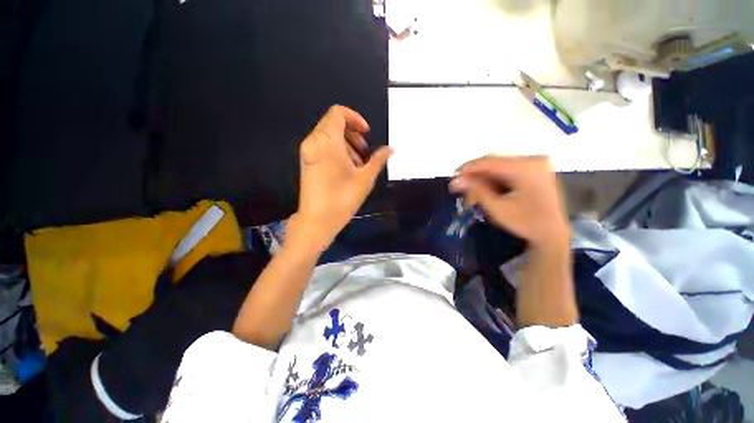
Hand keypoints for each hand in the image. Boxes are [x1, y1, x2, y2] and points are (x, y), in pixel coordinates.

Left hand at [291, 105, 392, 251]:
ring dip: (346, 144)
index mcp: (327, 142)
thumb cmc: (342, 198)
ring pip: (328, 136)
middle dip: (353, 134)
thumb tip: (390, 149)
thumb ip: (378, 160)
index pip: (338, 113)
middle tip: (365, 152)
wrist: (317, 221)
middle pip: (333, 124)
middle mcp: (314, 142)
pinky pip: (323, 147)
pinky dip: (337, 151)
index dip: (355, 119)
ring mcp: (308, 152)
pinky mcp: (307, 162)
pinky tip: (347, 169)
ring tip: (358, 165)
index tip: (367, 134)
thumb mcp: (365, 178)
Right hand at [449, 156, 568, 248]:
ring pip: (499, 164)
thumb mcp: (497, 208)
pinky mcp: (535, 168)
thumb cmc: (525, 223)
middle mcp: (534, 160)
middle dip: (475, 173)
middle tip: (459, 183)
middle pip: (495, 161)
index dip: (468, 168)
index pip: (490, 162)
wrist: (552, 233)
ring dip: (483, 175)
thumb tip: (455, 180)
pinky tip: (486, 186)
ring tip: (471, 188)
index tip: (452, 176)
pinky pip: (508, 168)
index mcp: (527, 169)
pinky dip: (494, 177)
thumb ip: (476, 190)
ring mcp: (536, 163)